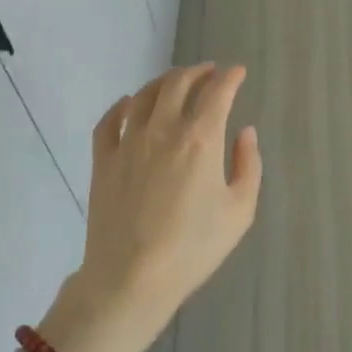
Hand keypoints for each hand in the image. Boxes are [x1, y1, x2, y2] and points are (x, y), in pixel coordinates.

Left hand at [45, 65, 260, 351]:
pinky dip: (122, 105)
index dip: (231, 77)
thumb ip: (249, 165)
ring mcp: (129, 143)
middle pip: (179, 83)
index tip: (238, 72)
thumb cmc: (193, 249)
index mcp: (200, 139)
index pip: (218, 91)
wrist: (131, 280)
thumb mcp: (239, 211)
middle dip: (198, 72)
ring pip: (146, 95)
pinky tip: (129, 104)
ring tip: (176, 81)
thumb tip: (245, 131)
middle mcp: (164, 129)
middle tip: (209, 73)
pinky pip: (109, 121)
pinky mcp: (103, 161)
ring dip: (165, 81)